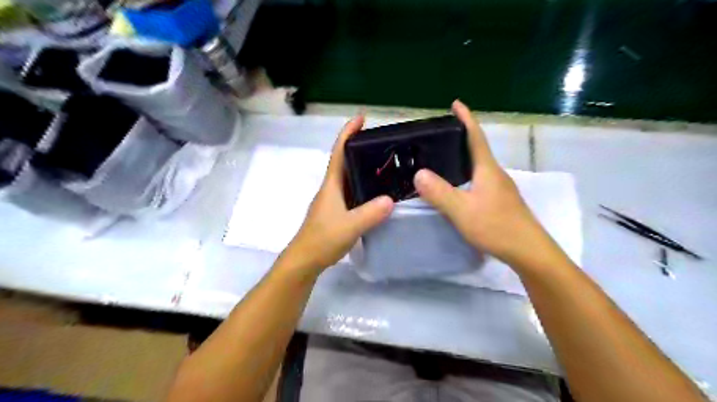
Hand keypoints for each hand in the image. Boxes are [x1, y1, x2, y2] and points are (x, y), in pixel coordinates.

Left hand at [281, 114, 393, 273]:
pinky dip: (365, 186)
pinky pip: (353, 192)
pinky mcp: (337, 211)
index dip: (348, 133)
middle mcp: (332, 188)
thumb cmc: (322, 239)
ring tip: (386, 163)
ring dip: (363, 167)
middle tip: (383, 143)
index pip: (339, 152)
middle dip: (360, 147)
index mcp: (332, 185)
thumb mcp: (349, 226)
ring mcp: (334, 200)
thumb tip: (391, 199)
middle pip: (345, 161)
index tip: (361, 118)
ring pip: (350, 177)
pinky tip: (378, 191)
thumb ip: (370, 213)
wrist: (305, 260)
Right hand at [415, 100, 565, 269]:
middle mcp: (494, 174)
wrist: (528, 251)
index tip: (456, 103)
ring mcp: (499, 188)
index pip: (476, 137)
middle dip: (461, 136)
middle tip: (439, 134)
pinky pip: (478, 179)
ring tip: (442, 156)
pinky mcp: (499, 200)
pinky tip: (456, 185)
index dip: (466, 119)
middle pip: (477, 149)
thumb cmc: (497, 227)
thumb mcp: (463, 210)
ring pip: (478, 166)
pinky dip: (465, 174)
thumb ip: (440, 192)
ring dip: (463, 156)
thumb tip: (418, 174)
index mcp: (487, 170)